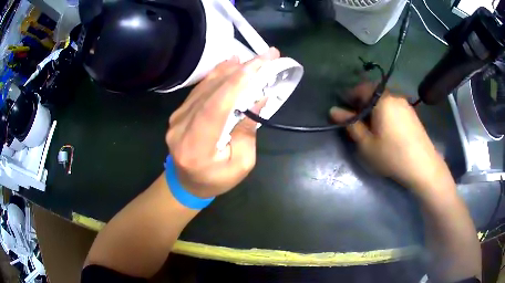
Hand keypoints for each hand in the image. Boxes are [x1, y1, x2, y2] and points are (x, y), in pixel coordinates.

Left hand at [166, 48, 279, 198]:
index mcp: (196, 146)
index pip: (216, 106)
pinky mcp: (179, 113)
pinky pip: (199, 90)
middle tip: (265, 56)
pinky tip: (230, 64)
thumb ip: (248, 131)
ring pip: (205, 87)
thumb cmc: (215, 179)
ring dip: (230, 70)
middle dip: (240, 71)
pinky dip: (216, 76)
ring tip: (251, 58)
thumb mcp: (241, 164)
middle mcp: (181, 127)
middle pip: (212, 92)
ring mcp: (177, 118)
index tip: (259, 64)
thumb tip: (258, 98)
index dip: (237, 83)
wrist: (186, 183)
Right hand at [329, 82, 452, 195]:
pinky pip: (394, 106)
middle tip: (356, 119)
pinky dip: (385, 111)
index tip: (344, 110)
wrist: (423, 167)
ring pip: (384, 100)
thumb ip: (351, 124)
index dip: (350, 97)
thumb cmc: (392, 155)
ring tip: (371, 125)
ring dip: (374, 107)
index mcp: (382, 100)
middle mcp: (395, 96)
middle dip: (362, 102)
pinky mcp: (412, 114)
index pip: (361, 89)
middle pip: (374, 93)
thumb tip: (333, 110)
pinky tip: (386, 127)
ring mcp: (405, 104)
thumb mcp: (367, 144)